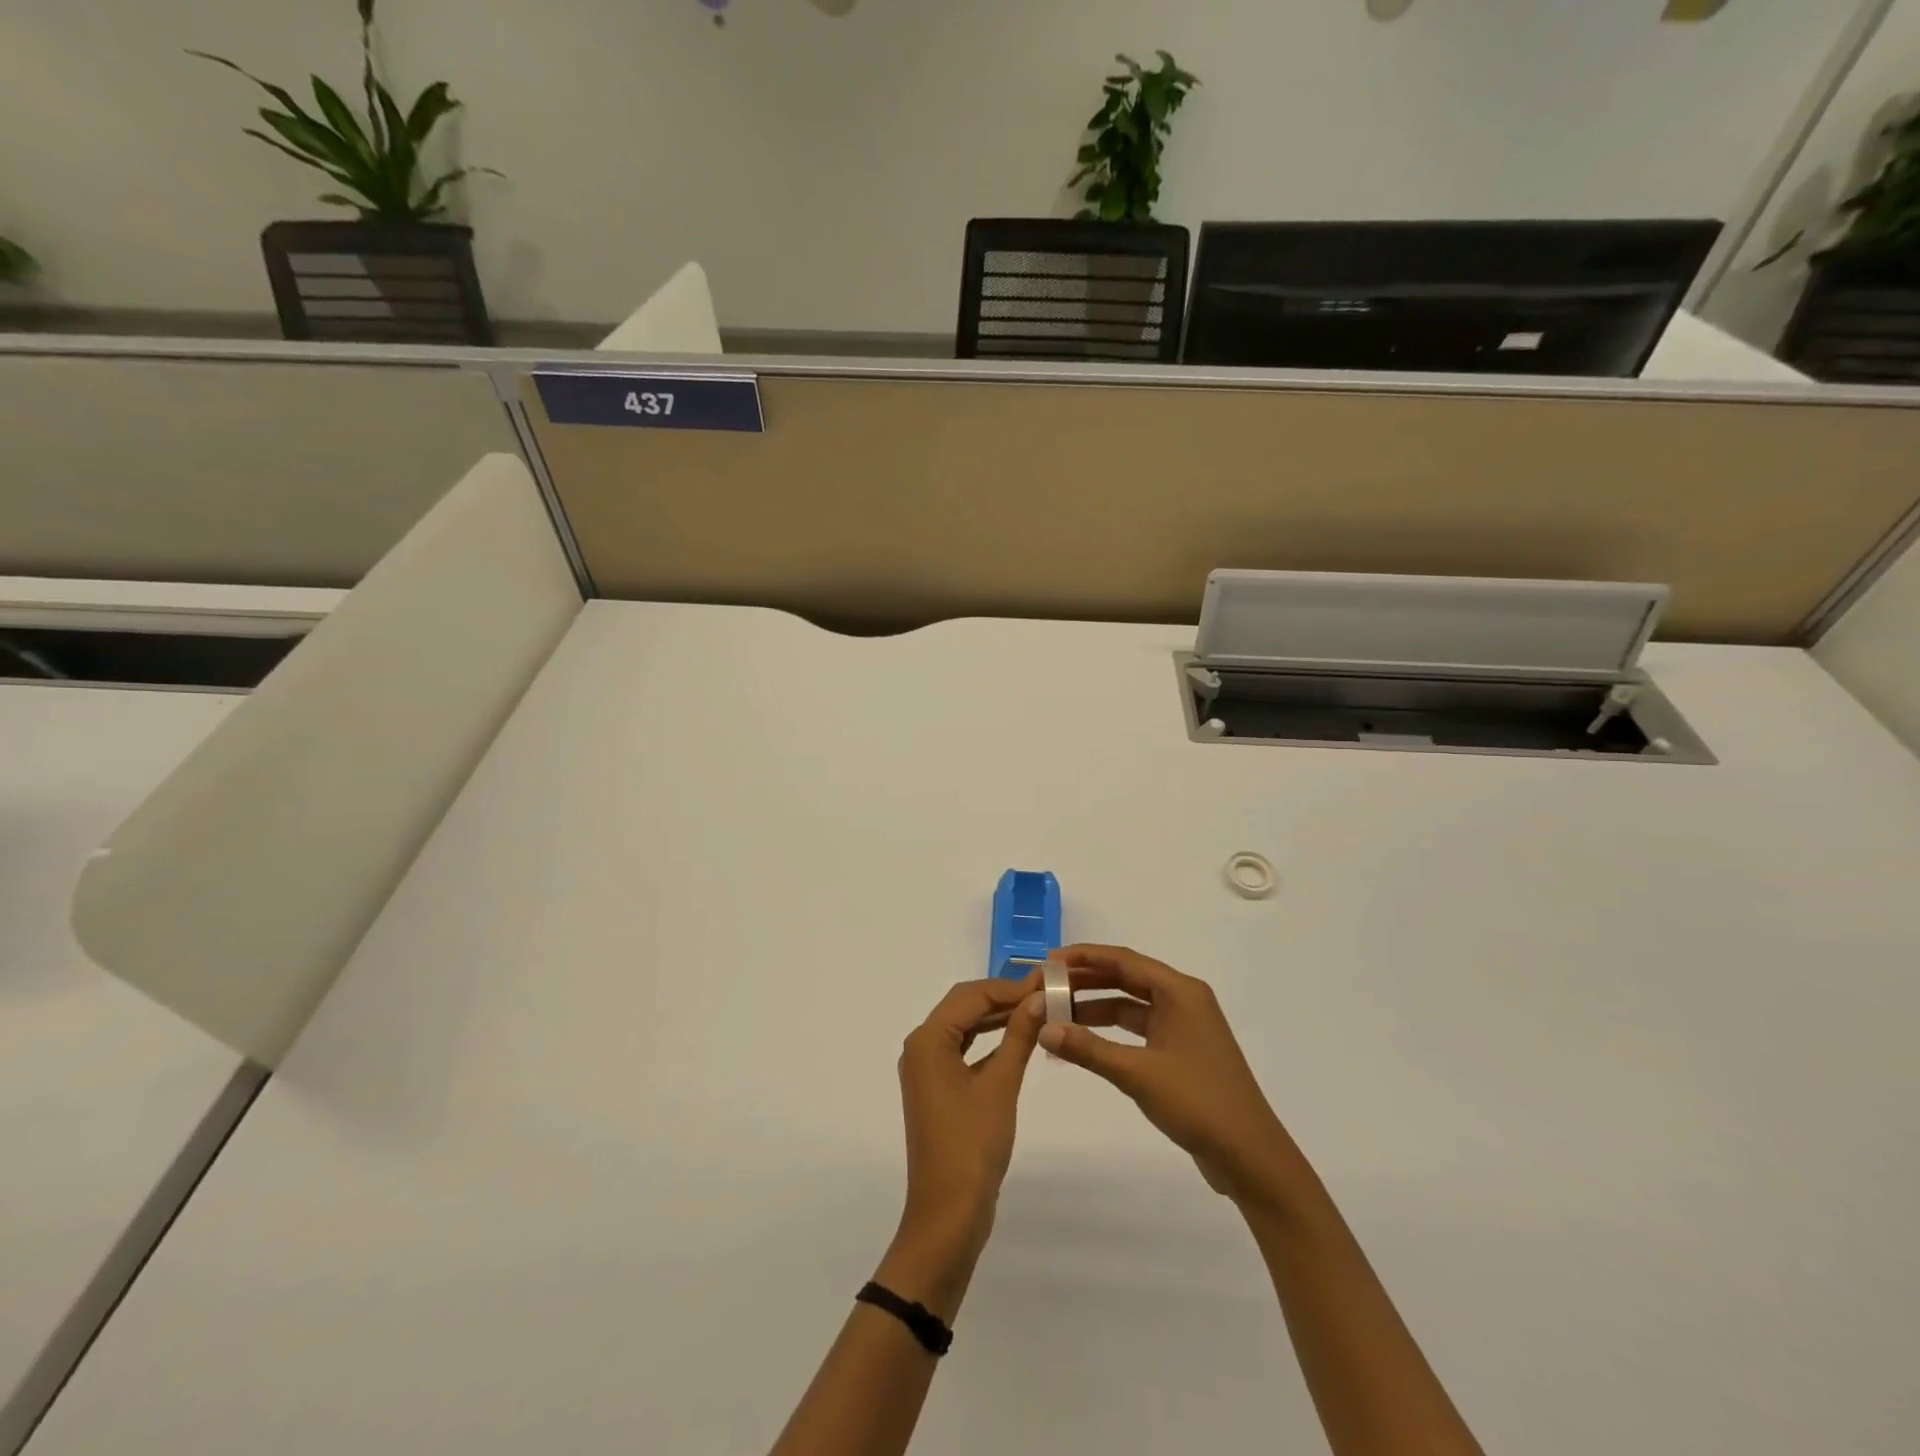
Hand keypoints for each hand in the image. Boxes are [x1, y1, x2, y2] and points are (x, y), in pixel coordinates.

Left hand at [878, 972, 1045, 1316]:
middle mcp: (921, 1046)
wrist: (947, 1214)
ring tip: (1037, 1010)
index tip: (1046, 983)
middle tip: (1045, 993)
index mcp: (928, 1039)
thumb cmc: (972, 1145)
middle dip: (1003, 997)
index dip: (1009, 986)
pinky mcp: (937, 1088)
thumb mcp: (1000, 1085)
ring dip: (997, 1017)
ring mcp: (926, 1069)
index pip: (971, 995)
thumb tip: (1039, 997)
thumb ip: (1019, 1036)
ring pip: (964, 1027)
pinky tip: (1017, 1039)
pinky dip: (989, 1041)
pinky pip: (963, 1050)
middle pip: (964, 1006)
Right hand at [1038, 944, 1299, 1207]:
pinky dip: (1111, 1031)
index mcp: (1179, 992)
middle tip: (1046, 986)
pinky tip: (1084, 1040)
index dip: (1083, 957)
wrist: (1250, 1156)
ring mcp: (1184, 1025)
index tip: (1048, 961)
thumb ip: (1088, 1049)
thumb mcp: (1137, 1074)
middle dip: (1086, 980)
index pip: (1123, 960)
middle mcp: (1183, 999)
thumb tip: (1043, 1029)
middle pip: (1126, 977)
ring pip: (1131, 1003)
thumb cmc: (1198, 1103)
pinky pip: (1139, 1027)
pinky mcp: (1182, 1050)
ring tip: (1057, 1012)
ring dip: (1096, 1006)